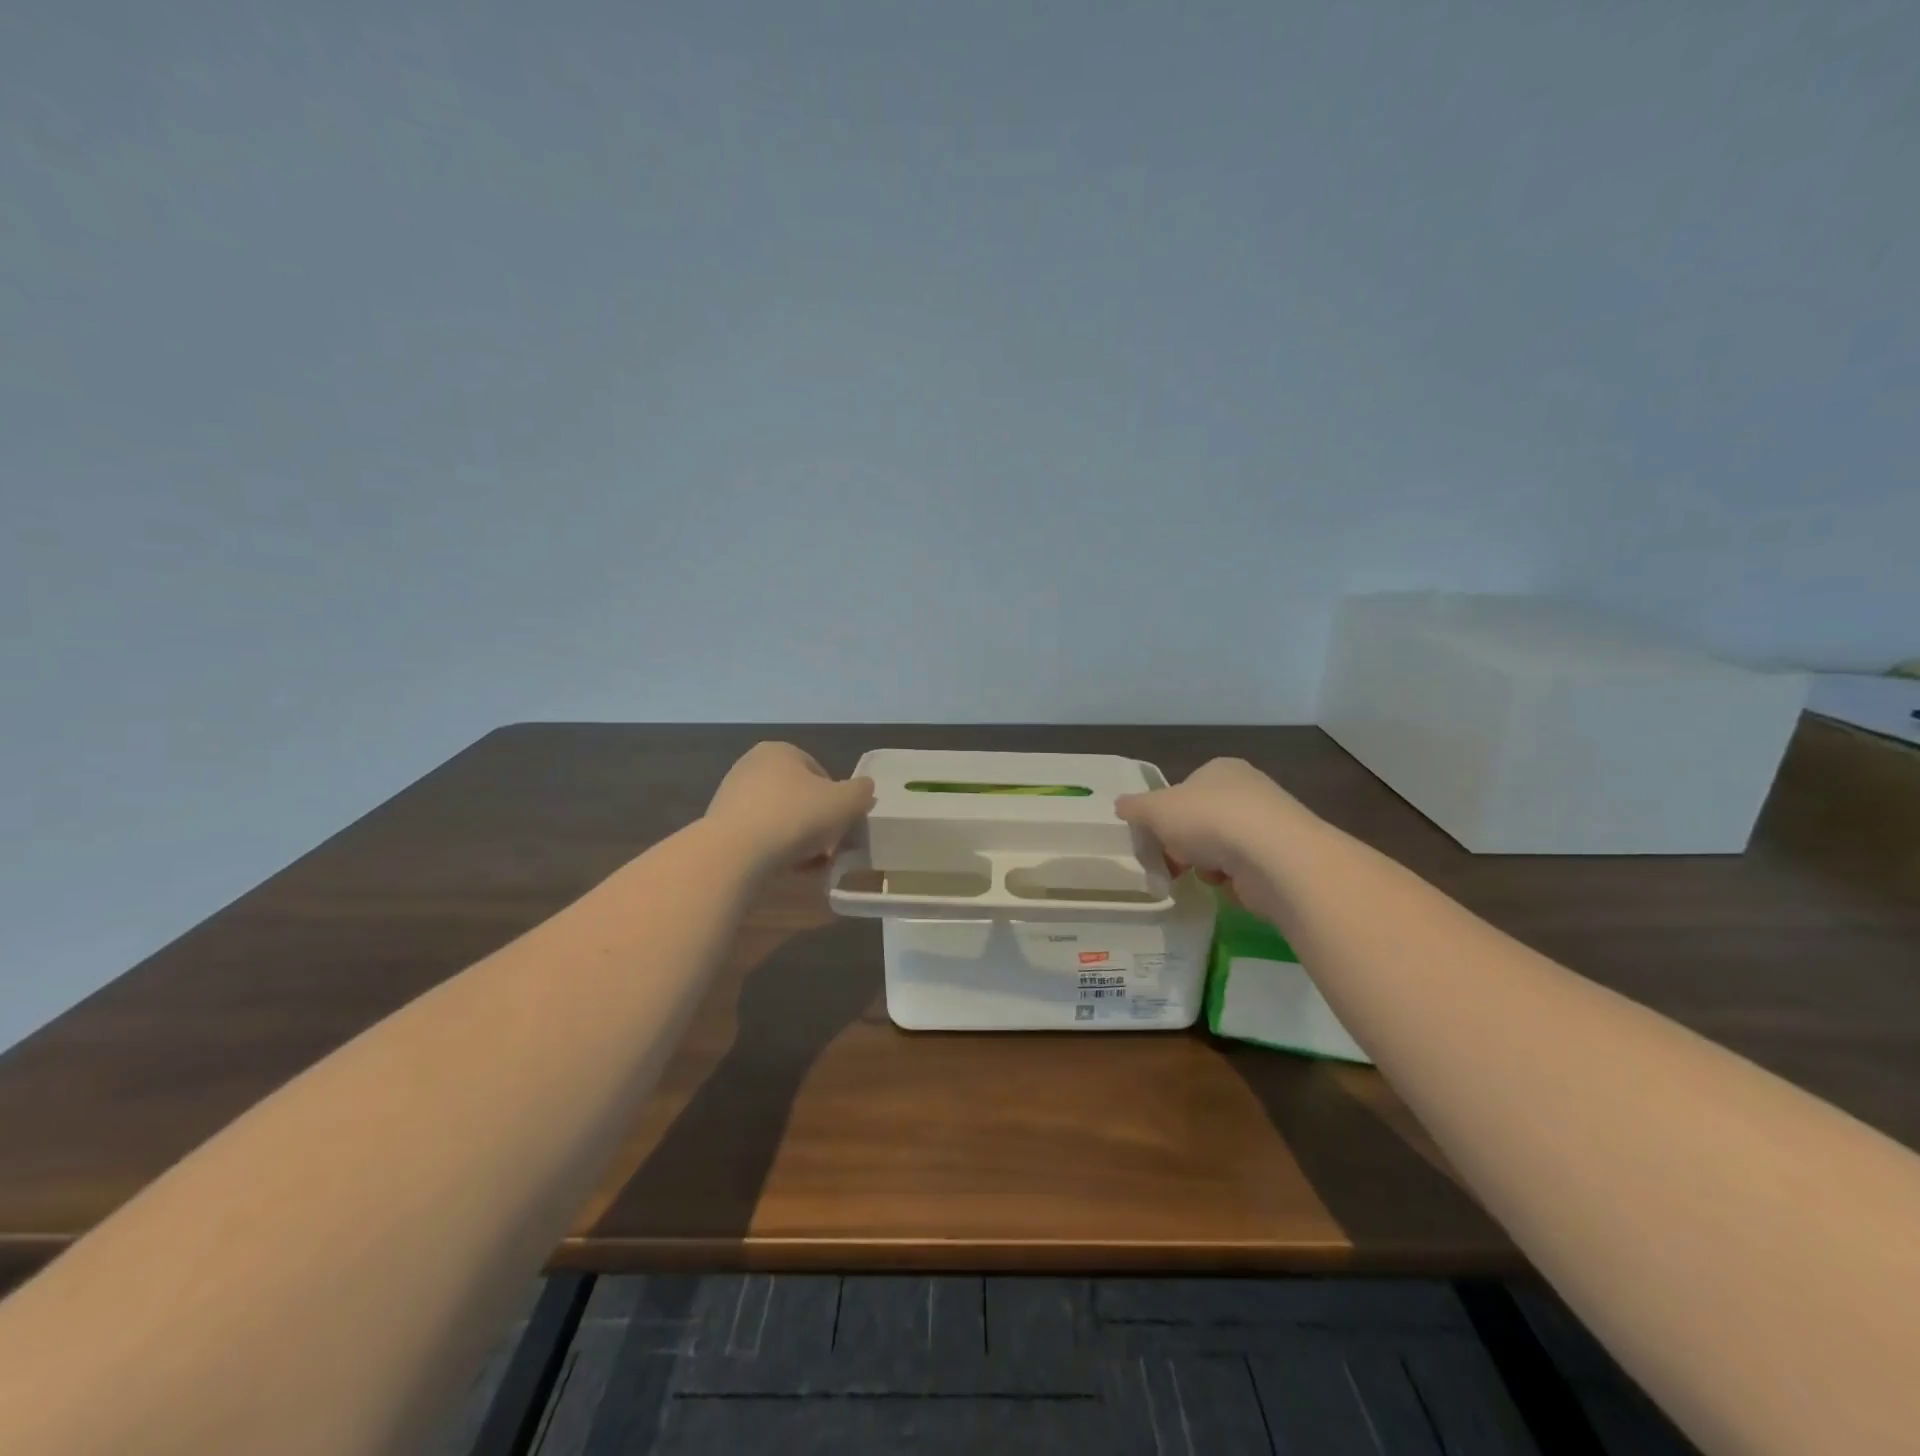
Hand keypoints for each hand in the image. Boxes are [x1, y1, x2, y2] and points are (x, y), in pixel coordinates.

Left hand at [705, 742, 875, 871]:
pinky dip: (775, 850)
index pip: (820, 773)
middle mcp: (751, 766)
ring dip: (798, 839)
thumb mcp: (847, 802)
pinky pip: (759, 837)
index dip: (838, 801)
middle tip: (831, 848)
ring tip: (811, 865)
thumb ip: (861, 792)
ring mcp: (732, 796)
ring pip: (780, 819)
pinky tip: (785, 869)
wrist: (735, 854)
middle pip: (799, 797)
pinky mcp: (720, 826)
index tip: (843, 826)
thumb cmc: (796, 817)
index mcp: (780, 751)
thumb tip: (863, 790)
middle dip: (818, 822)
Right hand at [1115, 757, 1315, 898]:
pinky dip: (1232, 881)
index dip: (1166, 814)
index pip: (1185, 789)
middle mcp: (1249, 790)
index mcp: (1220, 769)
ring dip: (1207, 865)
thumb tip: (1121, 805)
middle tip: (1173, 861)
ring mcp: (1269, 824)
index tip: (1156, 837)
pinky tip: (1229, 885)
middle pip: (1202, 821)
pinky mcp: (1282, 858)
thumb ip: (1135, 807)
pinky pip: (1244, 871)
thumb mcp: (1155, 809)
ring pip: (1221, 848)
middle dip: (1185, 844)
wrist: (1272, 856)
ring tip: (1205, 874)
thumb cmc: (1207, 820)